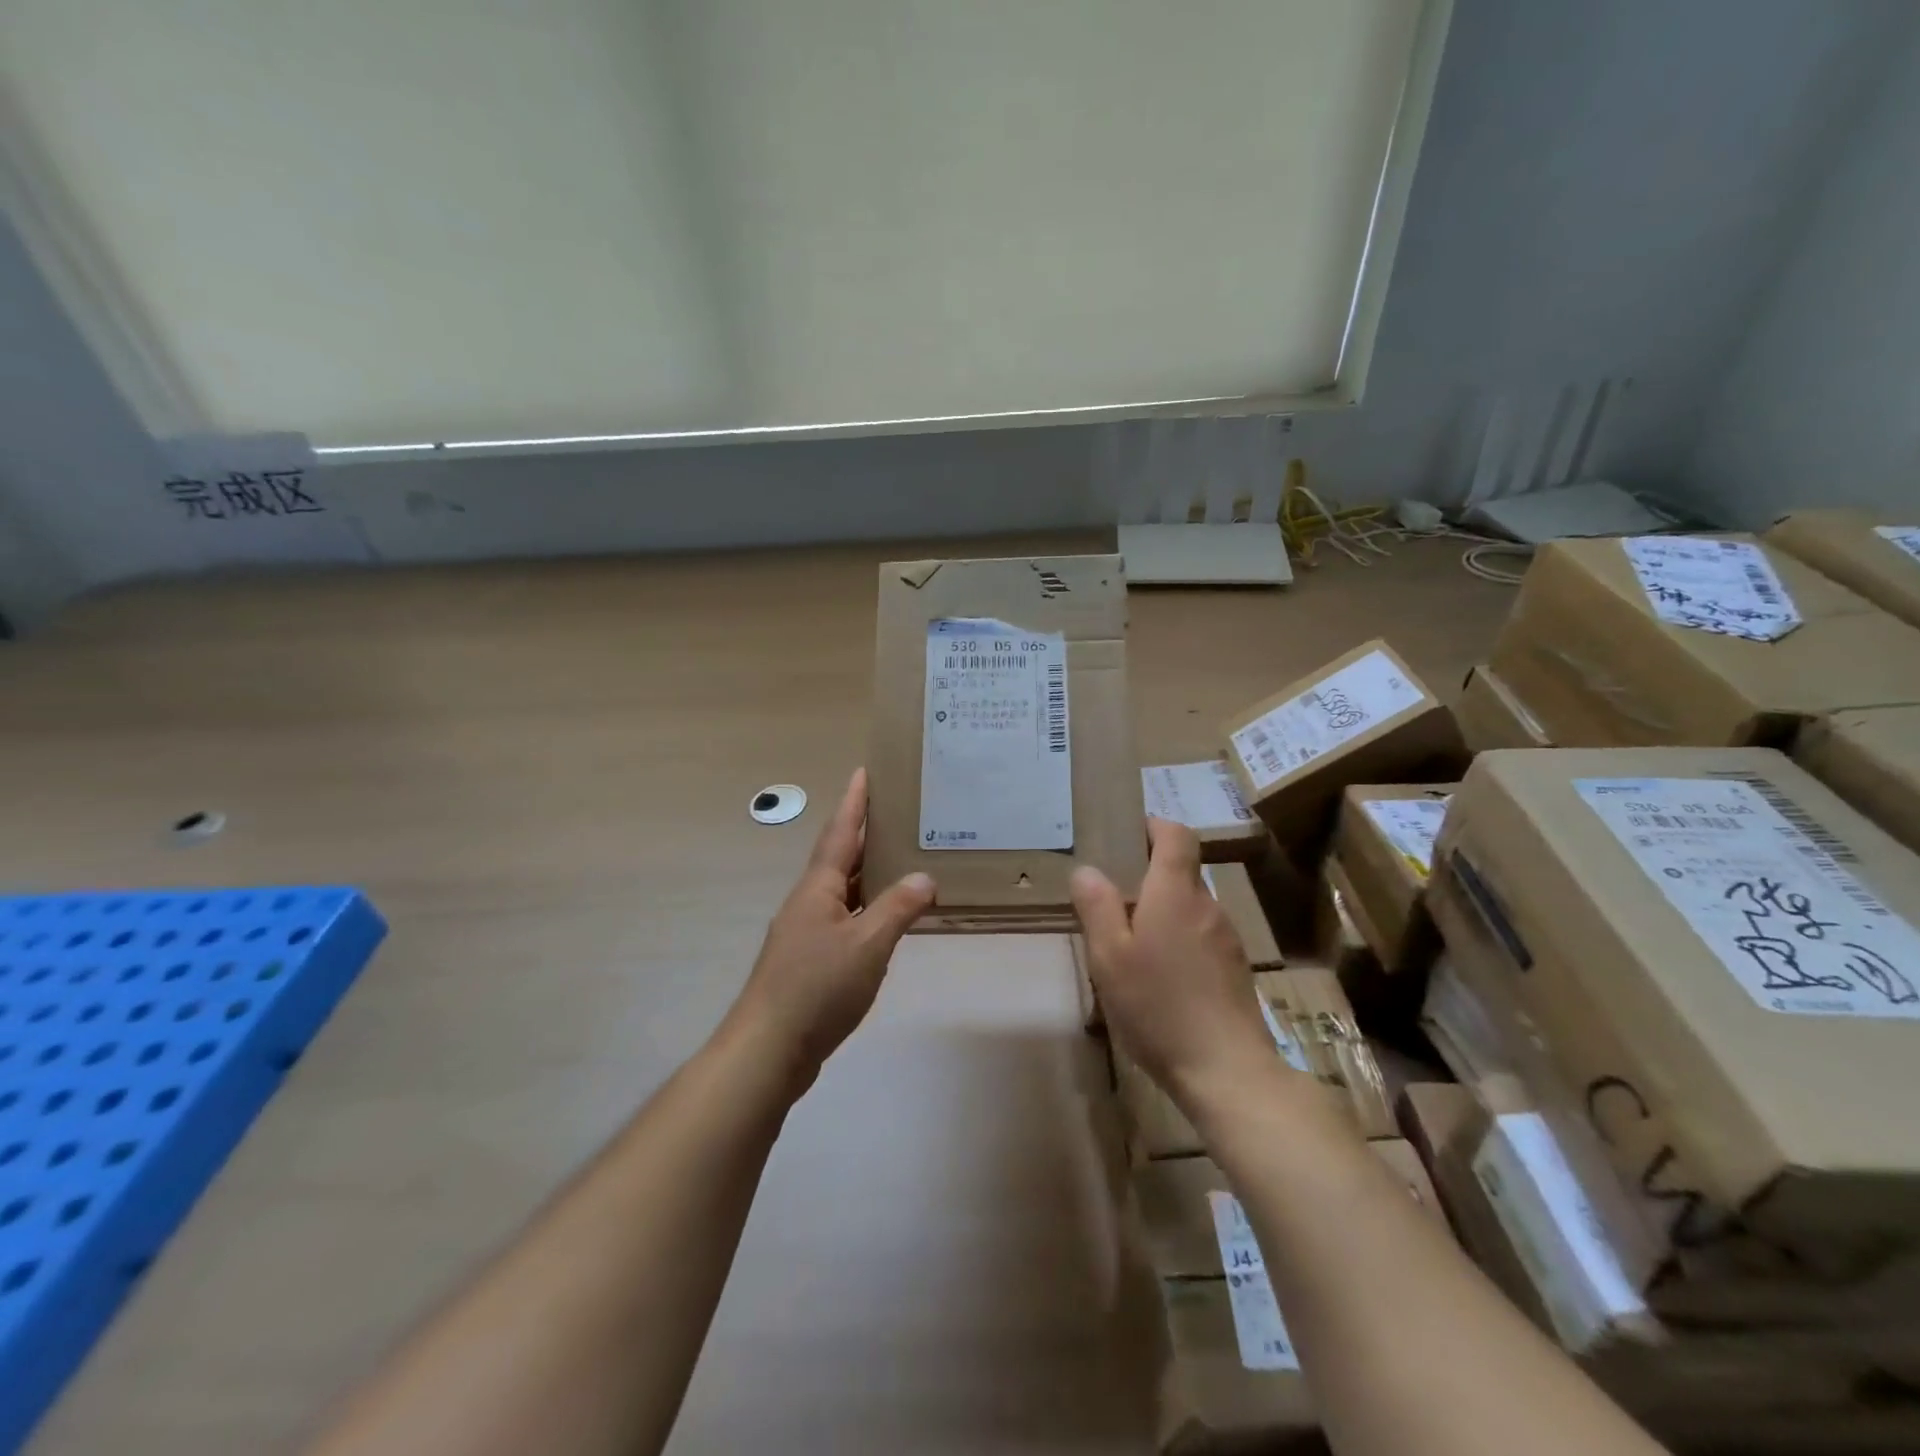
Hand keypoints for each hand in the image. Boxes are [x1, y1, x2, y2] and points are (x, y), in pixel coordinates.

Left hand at [729, 769, 935, 1088]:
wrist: (768, 1049)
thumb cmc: (816, 988)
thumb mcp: (867, 945)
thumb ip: (897, 908)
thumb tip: (924, 877)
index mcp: (817, 889)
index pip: (839, 834)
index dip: (853, 803)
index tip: (862, 772)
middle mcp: (809, 903)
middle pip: (838, 858)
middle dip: (863, 834)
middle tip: (895, 812)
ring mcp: (806, 934)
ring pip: (842, 891)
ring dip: (867, 873)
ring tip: (898, 858)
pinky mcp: (810, 962)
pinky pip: (845, 920)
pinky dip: (866, 909)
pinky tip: (885, 920)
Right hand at [1071, 818, 1277, 1112]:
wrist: (1228, 1071)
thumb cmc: (1159, 1007)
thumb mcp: (1110, 957)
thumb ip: (1097, 907)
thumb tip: (1087, 870)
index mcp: (1174, 893)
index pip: (1177, 835)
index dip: (1154, 827)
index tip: (1128, 837)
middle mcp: (1207, 906)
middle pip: (1180, 873)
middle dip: (1148, 879)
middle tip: (1112, 905)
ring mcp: (1226, 939)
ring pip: (1190, 909)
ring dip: (1163, 914)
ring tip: (1132, 950)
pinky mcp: (1235, 969)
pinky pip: (1201, 938)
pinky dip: (1179, 942)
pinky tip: (1161, 981)